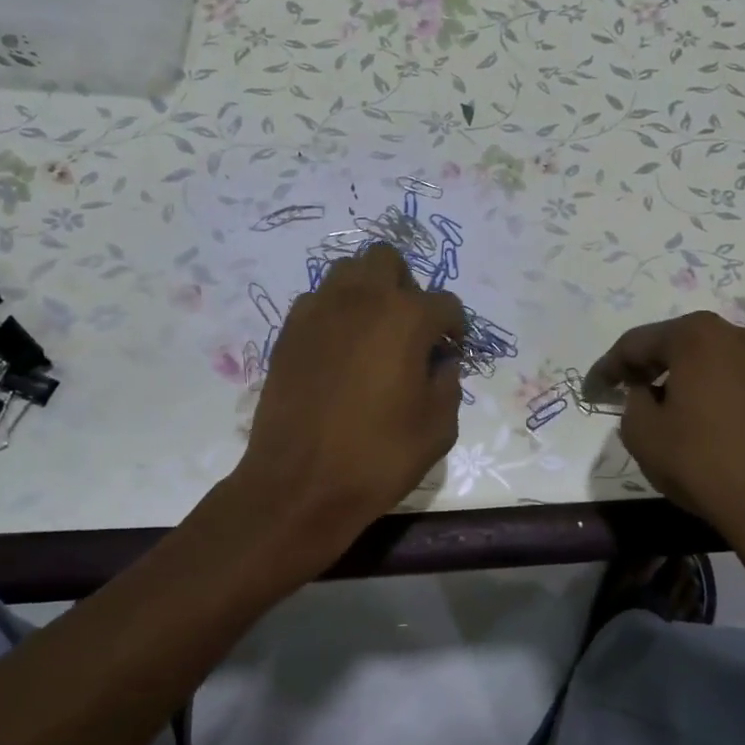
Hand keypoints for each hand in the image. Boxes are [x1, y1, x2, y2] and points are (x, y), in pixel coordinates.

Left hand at [231, 243, 465, 554]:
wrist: (300, 484)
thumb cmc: (378, 457)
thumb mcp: (438, 428)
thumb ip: (449, 384)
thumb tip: (440, 363)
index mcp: (406, 318)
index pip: (445, 304)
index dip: (455, 328)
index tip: (451, 353)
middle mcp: (362, 299)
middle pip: (388, 260)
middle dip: (407, 287)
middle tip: (410, 329)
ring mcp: (319, 310)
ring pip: (348, 271)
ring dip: (368, 290)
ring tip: (373, 332)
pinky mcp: (289, 330)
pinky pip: (318, 300)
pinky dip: (335, 312)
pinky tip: (338, 350)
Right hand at [586, 312, 744, 561]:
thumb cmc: (702, 462)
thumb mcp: (642, 434)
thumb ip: (633, 402)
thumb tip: (647, 394)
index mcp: (697, 337)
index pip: (637, 343)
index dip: (609, 367)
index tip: (593, 388)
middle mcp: (738, 337)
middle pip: (680, 345)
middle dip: (650, 366)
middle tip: (627, 390)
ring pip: (714, 364)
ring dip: (687, 381)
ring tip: (669, 410)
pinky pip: (741, 387)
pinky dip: (719, 399)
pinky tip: (710, 428)